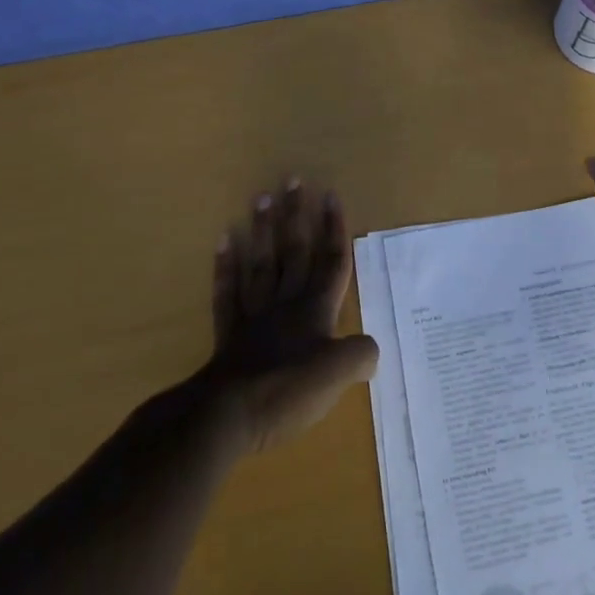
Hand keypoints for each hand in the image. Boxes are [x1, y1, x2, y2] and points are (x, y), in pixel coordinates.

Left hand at [199, 177, 379, 454]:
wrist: (228, 415)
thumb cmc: (288, 390)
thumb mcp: (338, 375)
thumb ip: (360, 355)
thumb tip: (370, 351)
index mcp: (316, 310)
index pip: (331, 261)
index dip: (334, 228)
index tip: (331, 194)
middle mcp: (287, 303)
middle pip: (295, 251)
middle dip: (297, 215)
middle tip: (293, 179)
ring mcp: (255, 315)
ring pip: (262, 263)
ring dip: (263, 230)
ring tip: (261, 197)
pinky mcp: (229, 333)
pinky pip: (228, 292)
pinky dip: (225, 266)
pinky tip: (223, 240)